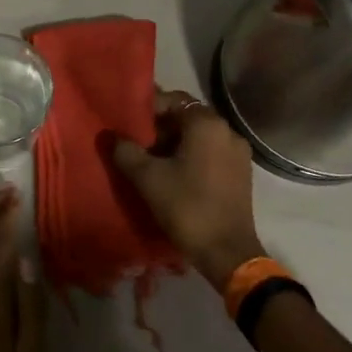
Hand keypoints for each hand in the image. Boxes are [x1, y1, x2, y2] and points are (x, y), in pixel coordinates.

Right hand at [112, 88, 266, 288]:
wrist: (226, 250)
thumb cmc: (186, 206)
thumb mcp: (147, 178)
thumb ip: (125, 151)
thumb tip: (110, 136)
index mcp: (206, 124)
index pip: (173, 100)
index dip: (147, 110)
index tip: (128, 126)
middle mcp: (227, 130)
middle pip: (187, 117)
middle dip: (160, 128)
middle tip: (136, 144)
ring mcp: (238, 152)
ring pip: (200, 137)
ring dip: (175, 144)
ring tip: (151, 162)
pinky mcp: (241, 172)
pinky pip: (211, 153)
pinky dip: (192, 157)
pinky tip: (174, 175)